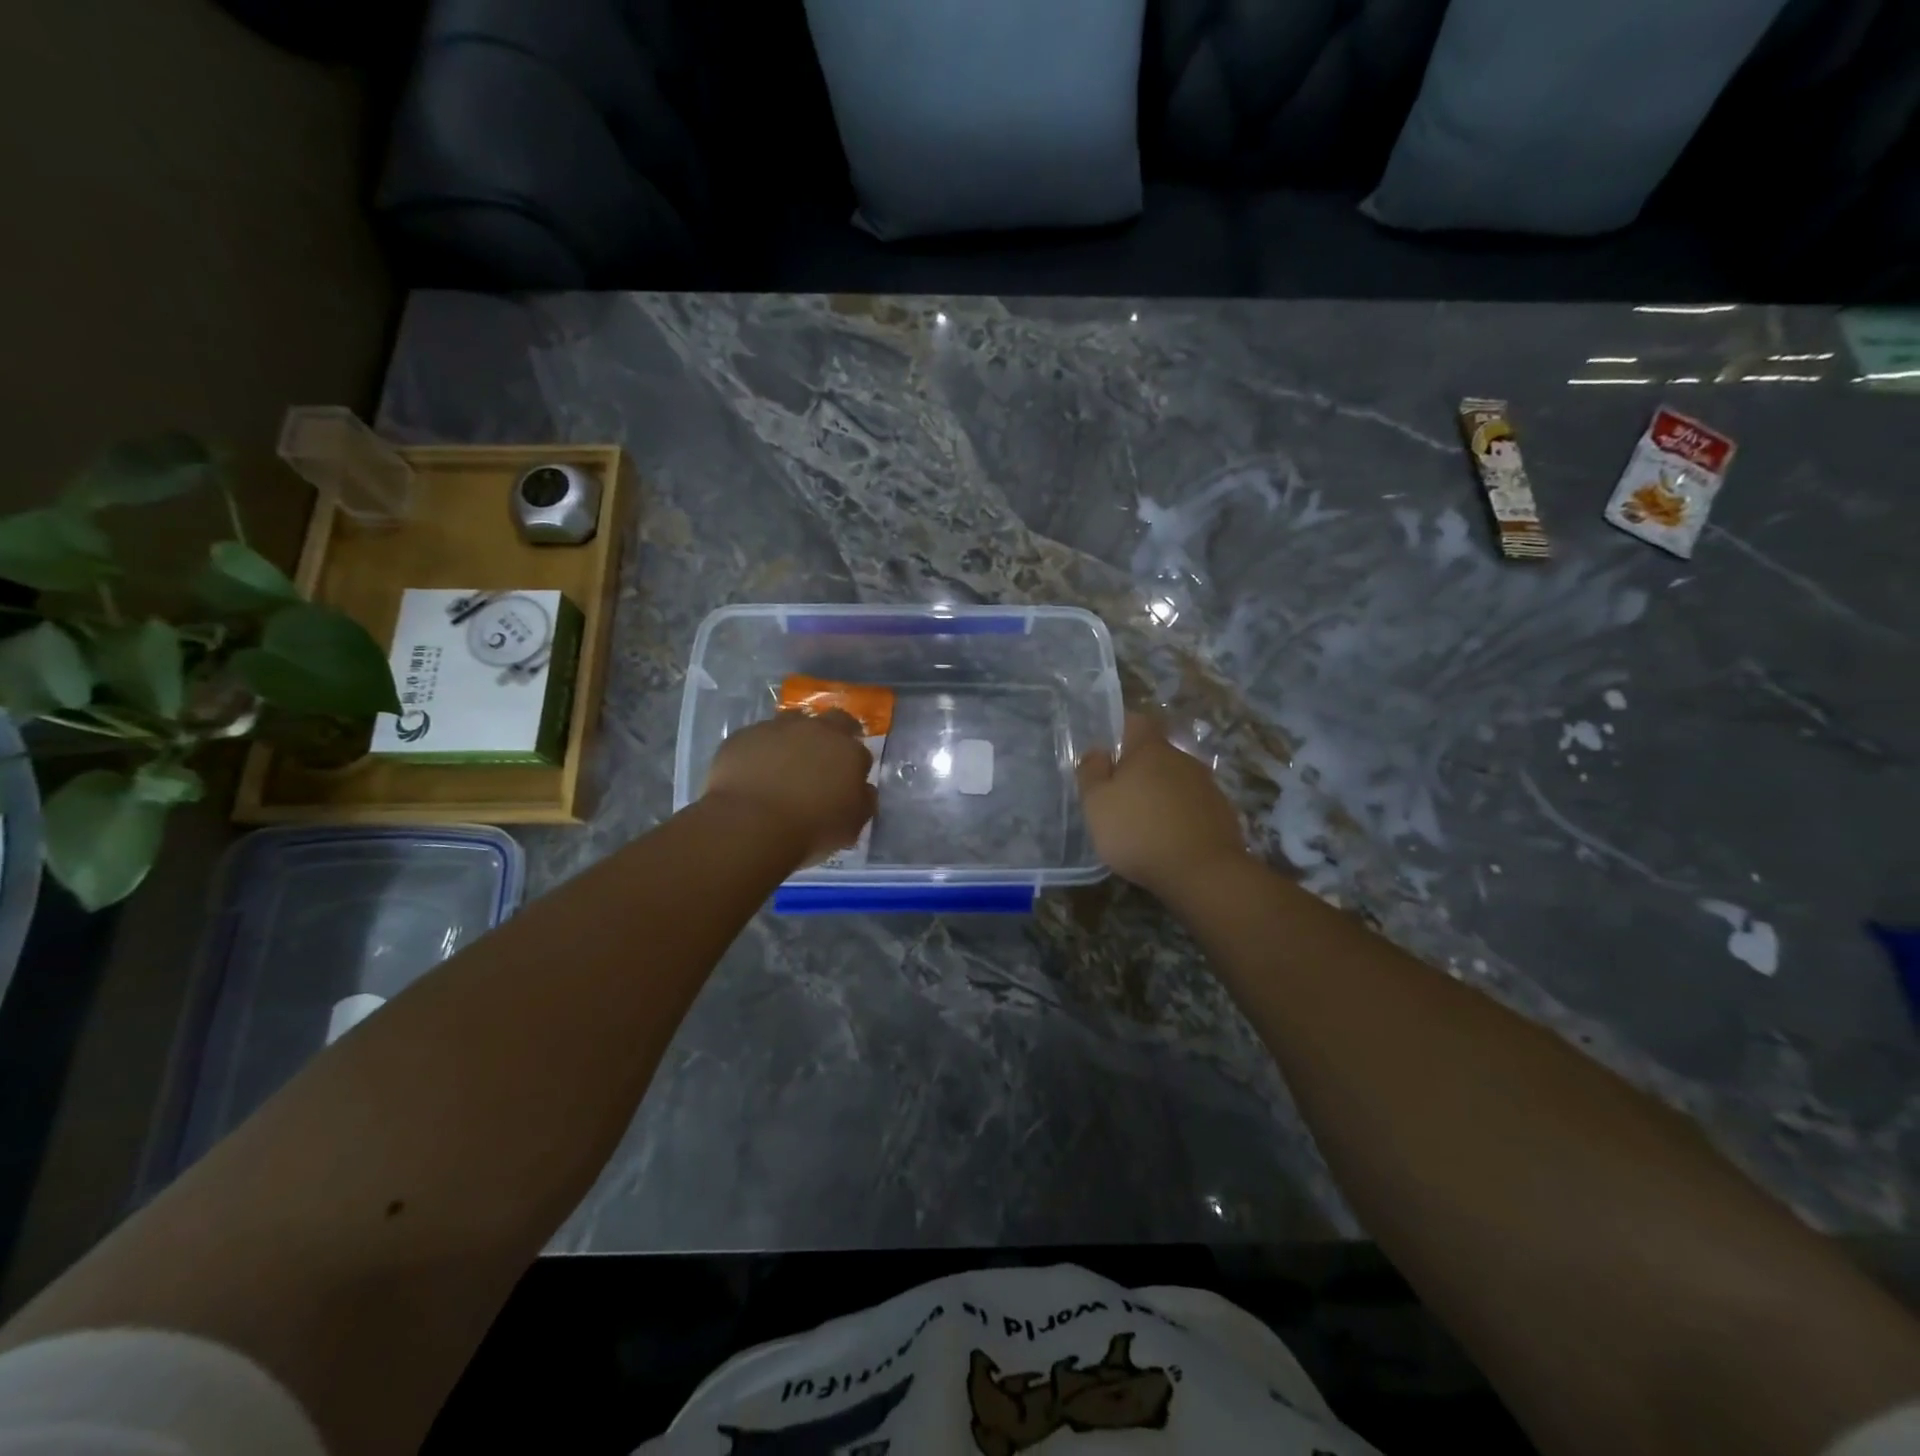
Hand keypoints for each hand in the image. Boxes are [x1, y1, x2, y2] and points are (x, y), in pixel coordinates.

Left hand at [703, 710, 876, 867]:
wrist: (751, 824)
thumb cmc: (812, 828)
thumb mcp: (852, 825)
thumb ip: (864, 801)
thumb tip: (864, 789)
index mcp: (847, 749)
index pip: (860, 747)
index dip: (855, 762)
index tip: (847, 779)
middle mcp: (815, 729)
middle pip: (831, 720)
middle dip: (832, 735)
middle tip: (822, 760)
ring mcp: (776, 728)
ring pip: (791, 723)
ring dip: (793, 738)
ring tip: (784, 766)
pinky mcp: (742, 737)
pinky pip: (757, 739)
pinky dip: (759, 752)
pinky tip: (753, 774)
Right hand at [1077, 713, 1246, 895]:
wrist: (1203, 872)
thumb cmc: (1139, 831)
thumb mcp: (1096, 803)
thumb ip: (1091, 772)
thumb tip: (1097, 751)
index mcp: (1150, 750)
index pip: (1137, 722)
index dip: (1122, 730)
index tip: (1108, 750)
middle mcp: (1182, 759)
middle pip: (1156, 754)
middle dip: (1139, 769)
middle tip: (1119, 795)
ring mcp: (1207, 786)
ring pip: (1175, 780)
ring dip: (1160, 794)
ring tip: (1143, 822)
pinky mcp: (1222, 813)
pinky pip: (1192, 805)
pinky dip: (1179, 815)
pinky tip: (1168, 839)